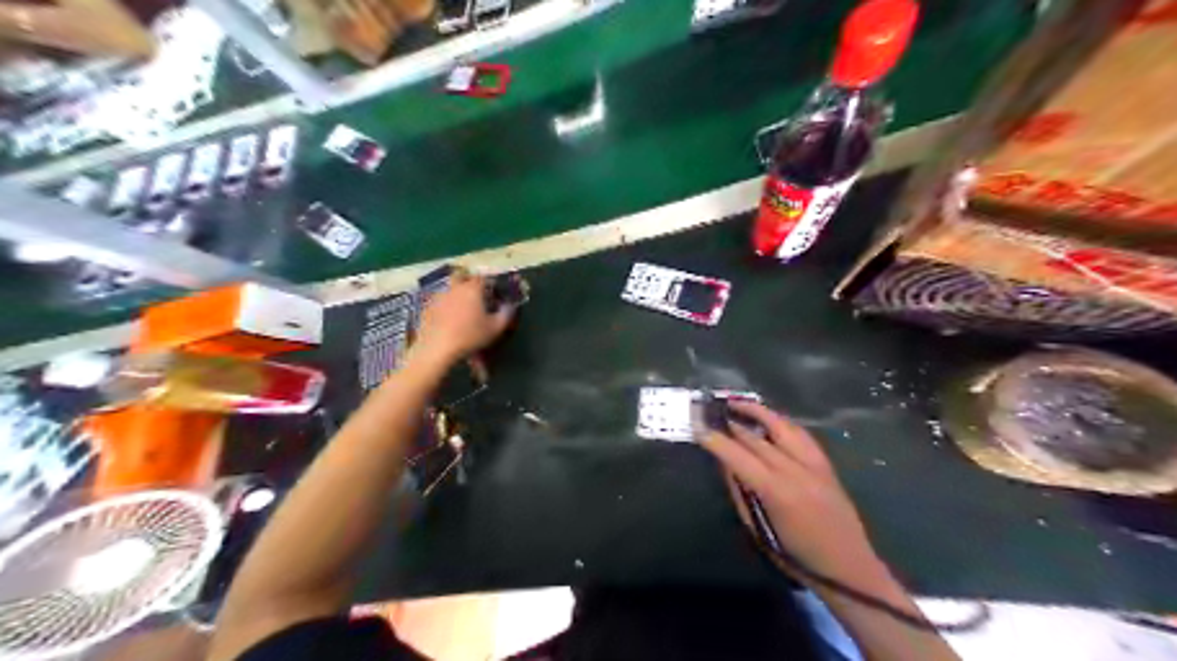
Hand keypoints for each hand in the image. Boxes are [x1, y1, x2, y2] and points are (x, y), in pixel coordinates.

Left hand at [412, 274, 517, 365]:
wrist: (438, 348)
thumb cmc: (470, 336)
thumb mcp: (495, 328)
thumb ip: (506, 313)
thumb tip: (510, 305)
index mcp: (472, 288)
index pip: (484, 278)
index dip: (490, 284)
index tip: (494, 293)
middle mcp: (455, 287)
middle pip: (461, 276)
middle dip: (469, 281)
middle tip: (475, 295)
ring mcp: (439, 295)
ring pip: (449, 288)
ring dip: (456, 293)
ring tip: (461, 309)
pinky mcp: (427, 306)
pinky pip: (438, 300)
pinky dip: (444, 305)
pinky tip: (447, 319)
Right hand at [698, 400, 882, 586]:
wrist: (847, 568)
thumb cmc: (795, 556)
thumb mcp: (757, 528)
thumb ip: (740, 491)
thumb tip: (724, 461)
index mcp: (776, 491)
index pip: (738, 455)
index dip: (715, 438)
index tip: (697, 424)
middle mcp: (796, 470)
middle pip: (757, 437)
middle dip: (731, 421)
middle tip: (711, 411)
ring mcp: (814, 463)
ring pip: (782, 425)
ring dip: (758, 411)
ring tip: (737, 403)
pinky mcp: (826, 463)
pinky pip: (801, 433)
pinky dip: (781, 422)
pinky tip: (769, 418)